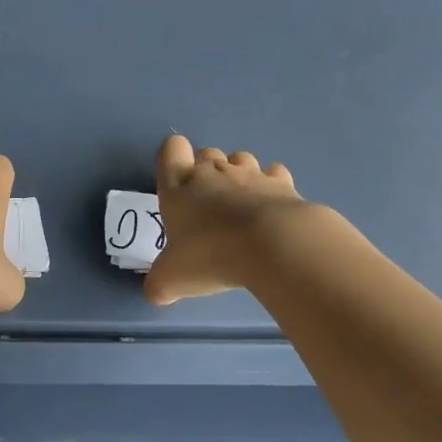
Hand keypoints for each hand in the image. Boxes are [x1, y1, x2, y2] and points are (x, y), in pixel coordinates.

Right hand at [144, 135, 310, 304]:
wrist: (272, 245)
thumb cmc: (211, 254)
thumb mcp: (172, 279)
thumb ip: (160, 283)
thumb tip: (158, 292)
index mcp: (180, 186)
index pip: (171, 149)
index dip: (173, 160)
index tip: (178, 186)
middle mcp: (214, 171)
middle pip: (207, 153)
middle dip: (207, 173)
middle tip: (209, 209)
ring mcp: (250, 174)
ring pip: (241, 159)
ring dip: (239, 176)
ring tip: (242, 208)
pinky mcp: (283, 184)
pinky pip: (275, 174)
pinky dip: (272, 187)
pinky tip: (272, 209)